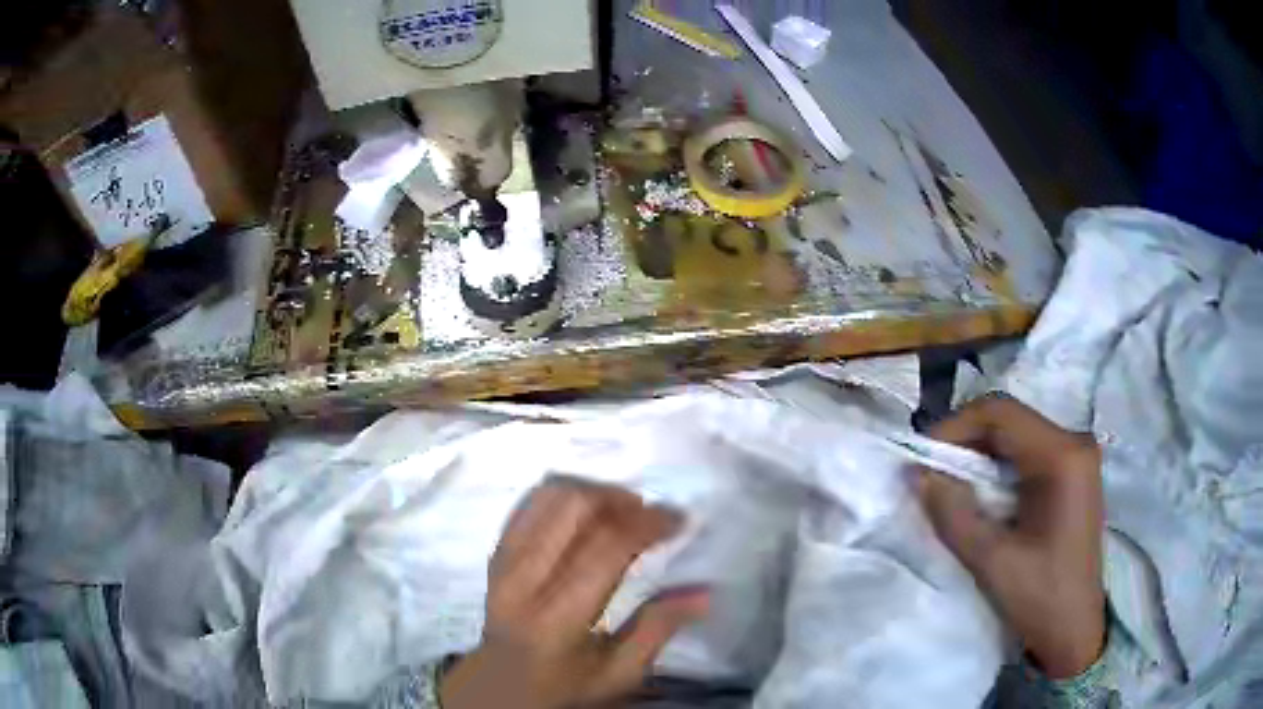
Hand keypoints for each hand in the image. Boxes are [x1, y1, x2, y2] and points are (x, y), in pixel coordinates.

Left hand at [441, 478, 709, 708]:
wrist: (499, 686)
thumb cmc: (565, 686)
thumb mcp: (619, 674)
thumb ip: (658, 630)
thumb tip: (703, 590)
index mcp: (559, 618)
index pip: (605, 548)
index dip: (647, 524)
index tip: (679, 520)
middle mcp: (524, 580)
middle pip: (573, 508)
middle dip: (621, 499)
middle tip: (651, 513)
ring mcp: (504, 561)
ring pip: (548, 496)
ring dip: (593, 491)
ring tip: (622, 508)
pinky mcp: (496, 552)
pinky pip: (529, 503)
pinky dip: (564, 494)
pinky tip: (587, 509)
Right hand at [917, 395, 1105, 678]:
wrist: (1073, 631)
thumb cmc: (1039, 598)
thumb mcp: (991, 561)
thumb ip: (953, 514)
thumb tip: (916, 473)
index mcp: (1063, 456)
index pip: (1001, 413)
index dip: (955, 426)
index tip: (922, 458)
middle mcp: (1074, 443)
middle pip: (1010, 419)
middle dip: (965, 441)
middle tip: (930, 473)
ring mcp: (1076, 457)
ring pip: (1017, 434)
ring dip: (979, 454)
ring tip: (949, 485)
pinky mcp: (1072, 474)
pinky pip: (1028, 453)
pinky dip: (997, 467)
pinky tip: (980, 494)